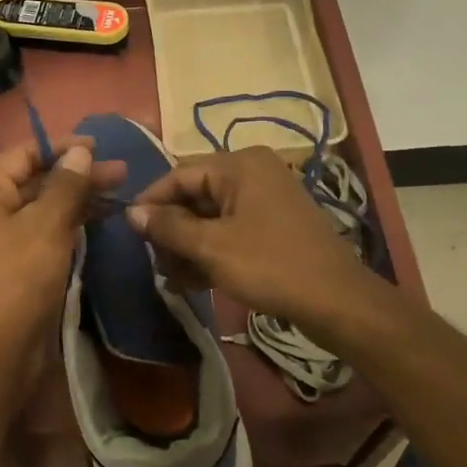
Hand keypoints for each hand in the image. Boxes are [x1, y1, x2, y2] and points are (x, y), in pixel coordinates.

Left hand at [0, 139, 124, 374]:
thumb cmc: (19, 278)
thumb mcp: (47, 225)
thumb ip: (67, 185)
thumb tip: (81, 152)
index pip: (25, 153)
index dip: (64, 147)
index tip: (101, 146)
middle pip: (36, 178)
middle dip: (78, 175)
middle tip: (121, 172)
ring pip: (43, 204)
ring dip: (78, 197)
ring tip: (119, 192)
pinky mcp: (14, 258)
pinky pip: (43, 228)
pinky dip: (70, 220)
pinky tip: (99, 216)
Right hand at [126, 147, 381, 341]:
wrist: (337, 302)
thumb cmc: (270, 266)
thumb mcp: (211, 247)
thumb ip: (168, 227)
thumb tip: (130, 212)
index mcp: (239, 165)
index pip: (179, 175)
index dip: (151, 203)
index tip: (129, 232)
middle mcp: (252, 172)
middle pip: (195, 195)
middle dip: (172, 231)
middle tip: (156, 264)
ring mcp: (266, 198)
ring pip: (211, 216)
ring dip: (189, 246)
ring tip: (173, 279)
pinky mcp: (274, 224)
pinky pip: (231, 229)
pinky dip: (211, 250)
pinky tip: (195, 281)